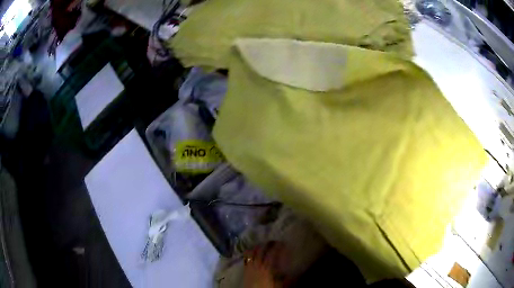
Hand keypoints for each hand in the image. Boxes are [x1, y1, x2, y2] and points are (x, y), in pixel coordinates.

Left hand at [243, 243, 284, 287]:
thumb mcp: (281, 286)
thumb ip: (287, 279)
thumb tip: (293, 273)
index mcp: (267, 268)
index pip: (272, 253)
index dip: (277, 247)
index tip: (284, 243)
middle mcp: (257, 265)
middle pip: (260, 250)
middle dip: (267, 244)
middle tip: (274, 241)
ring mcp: (249, 267)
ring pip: (251, 252)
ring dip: (257, 247)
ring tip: (263, 244)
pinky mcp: (245, 270)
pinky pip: (245, 258)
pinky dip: (249, 253)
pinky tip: (253, 252)